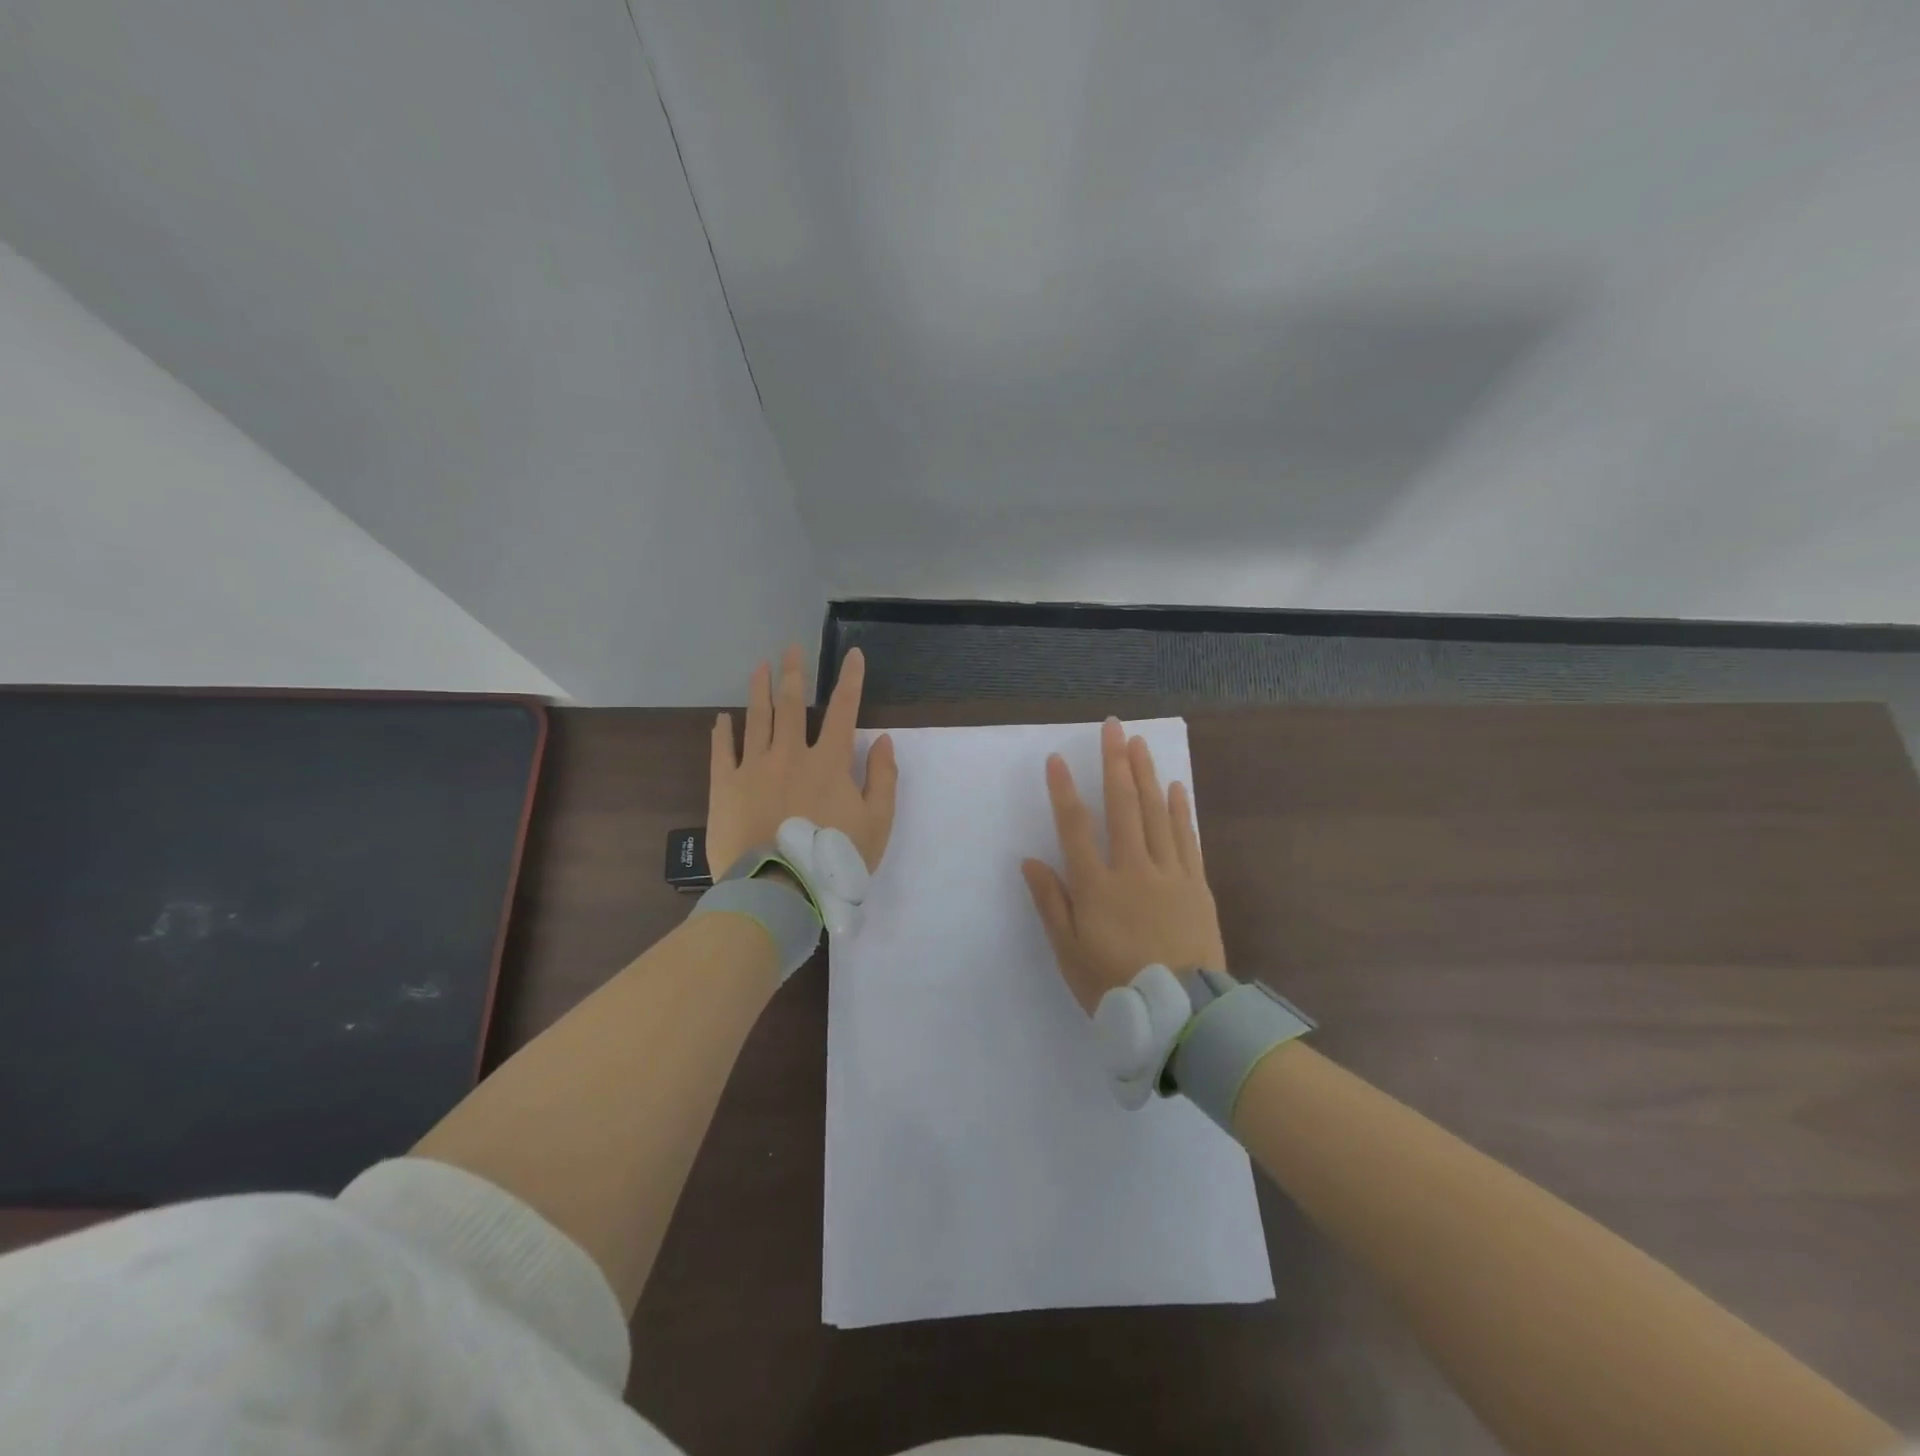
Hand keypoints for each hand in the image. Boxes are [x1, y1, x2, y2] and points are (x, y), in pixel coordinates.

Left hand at [706, 644, 898, 880]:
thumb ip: (882, 779)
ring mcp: (754, 767)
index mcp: (829, 762)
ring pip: (757, 719)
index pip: (844, 711)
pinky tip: (722, 717)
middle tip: (791, 648)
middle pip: (793, 705)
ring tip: (760, 666)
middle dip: (795, 674)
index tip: (852, 654)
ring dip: (759, 690)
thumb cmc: (833, 858)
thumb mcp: (877, 824)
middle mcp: (790, 754)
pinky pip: (723, 751)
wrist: (777, 888)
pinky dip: (723, 732)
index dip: (850, 681)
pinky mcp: (726, 786)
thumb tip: (882, 740)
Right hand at [1021, 718, 1226, 1012]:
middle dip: (1115, 764)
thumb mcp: (1069, 953)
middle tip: (1113, 727)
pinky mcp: (1196, 885)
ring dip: (1146, 775)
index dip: (1064, 791)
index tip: (1057, 759)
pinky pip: (1187, 838)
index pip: (1075, 828)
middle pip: (1123, 806)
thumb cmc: (1116, 985)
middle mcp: (1132, 869)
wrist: (1182, 1014)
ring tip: (1139, 744)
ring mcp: (1169, 874)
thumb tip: (1030, 861)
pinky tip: (1175, 787)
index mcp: (1097, 887)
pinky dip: (1180, 810)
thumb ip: (1051, 903)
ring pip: (1156, 814)